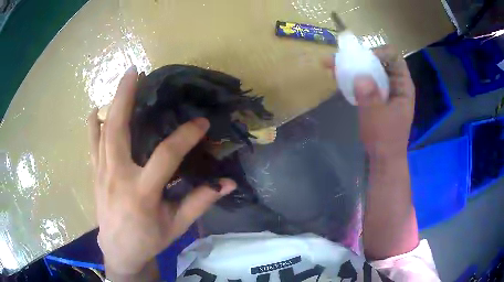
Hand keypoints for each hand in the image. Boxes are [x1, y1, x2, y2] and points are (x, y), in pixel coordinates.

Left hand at [88, 66, 235, 275]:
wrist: (119, 251)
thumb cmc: (149, 240)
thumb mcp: (176, 225)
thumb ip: (200, 202)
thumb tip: (228, 183)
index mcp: (142, 192)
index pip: (166, 155)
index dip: (186, 135)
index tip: (201, 122)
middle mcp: (117, 176)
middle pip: (117, 129)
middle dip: (125, 96)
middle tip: (134, 71)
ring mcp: (102, 173)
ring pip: (102, 131)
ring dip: (111, 104)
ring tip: (121, 82)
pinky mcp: (94, 174)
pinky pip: (91, 143)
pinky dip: (93, 124)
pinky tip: (95, 110)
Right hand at [325, 45, 414, 158]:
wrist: (383, 158)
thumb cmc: (385, 139)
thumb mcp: (378, 117)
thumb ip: (370, 96)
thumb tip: (359, 76)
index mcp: (403, 85)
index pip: (394, 57)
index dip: (379, 53)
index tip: (362, 59)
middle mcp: (394, 83)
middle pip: (379, 61)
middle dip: (359, 58)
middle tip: (338, 58)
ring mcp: (384, 90)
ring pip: (369, 70)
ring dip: (351, 66)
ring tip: (332, 65)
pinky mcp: (375, 97)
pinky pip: (364, 81)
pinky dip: (351, 78)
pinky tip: (337, 77)